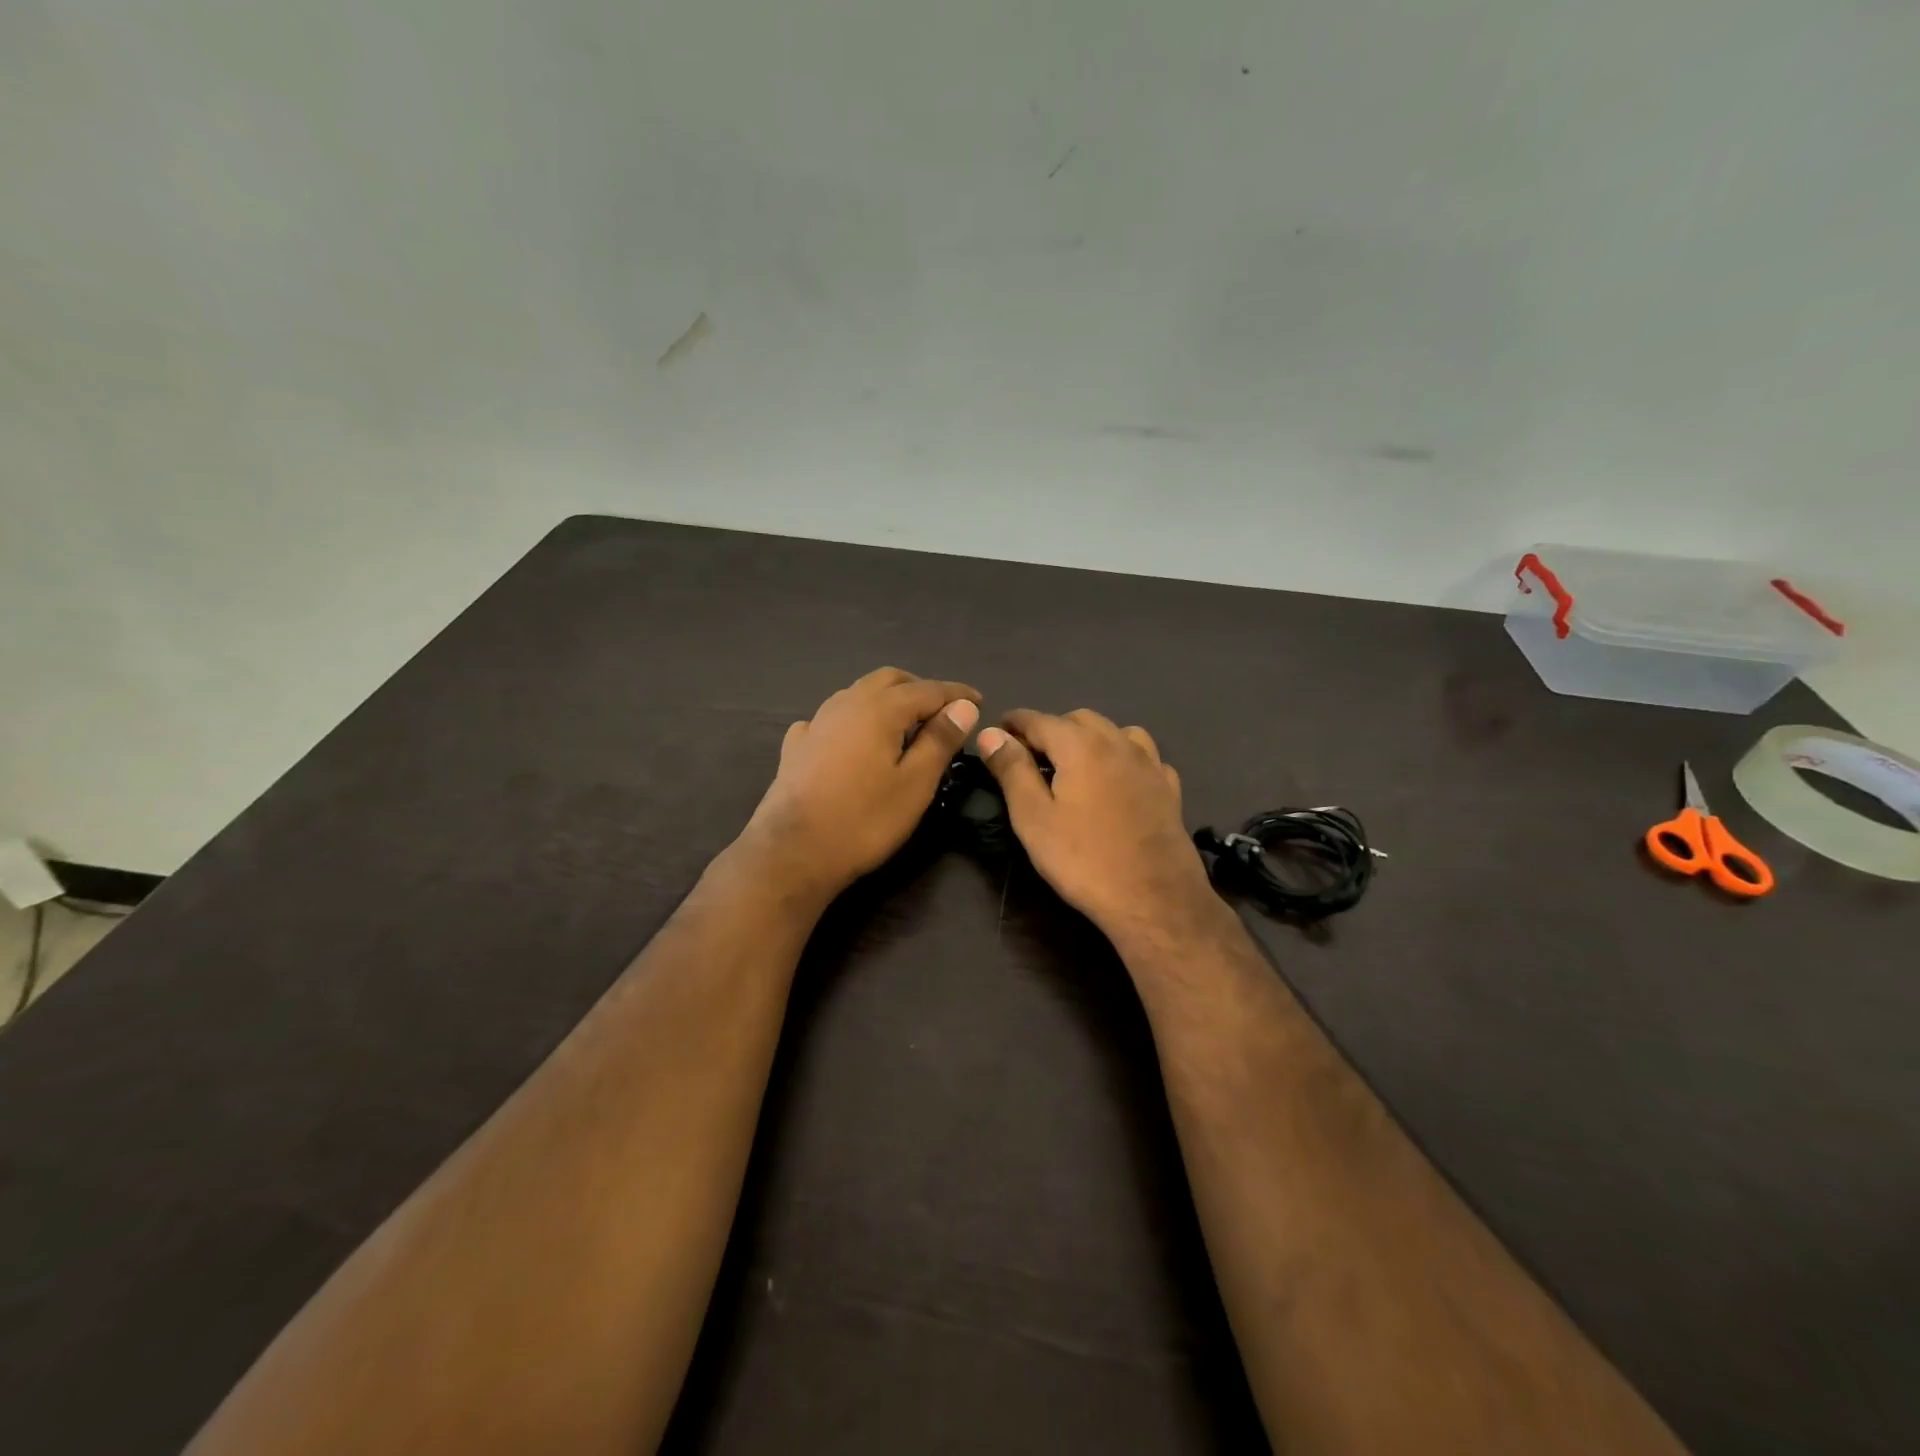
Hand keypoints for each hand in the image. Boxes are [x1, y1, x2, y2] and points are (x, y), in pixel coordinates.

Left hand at [739, 667, 980, 901]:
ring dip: (885, 699)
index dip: (956, 693)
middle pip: (889, 680)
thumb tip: (963, 706)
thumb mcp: (915, 784)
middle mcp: (846, 703)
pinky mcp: (796, 746)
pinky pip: (830, 718)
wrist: (792, 852)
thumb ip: (940, 740)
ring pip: (857, 694)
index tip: (979, 701)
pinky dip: (852, 720)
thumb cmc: (864, 820)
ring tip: (904, 724)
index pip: (928, 689)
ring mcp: (816, 722)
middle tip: (942, 711)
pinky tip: (852, 740)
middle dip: (919, 688)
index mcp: (880, 709)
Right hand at [977, 710, 1220, 945]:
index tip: (996, 732)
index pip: (1038, 719)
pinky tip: (1118, 780)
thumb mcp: (1034, 818)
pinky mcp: (1169, 788)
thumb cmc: (1084, 860)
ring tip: (1075, 764)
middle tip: (1030, 756)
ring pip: (1116, 732)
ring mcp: (1150, 764)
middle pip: (1079, 719)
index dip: (1013, 723)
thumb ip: (1012, 770)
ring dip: (1090, 738)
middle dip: (1051, 729)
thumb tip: (990, 733)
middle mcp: (1118, 742)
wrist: (1155, 900)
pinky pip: (1143, 757)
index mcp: (1080, 745)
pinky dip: (1123, 758)